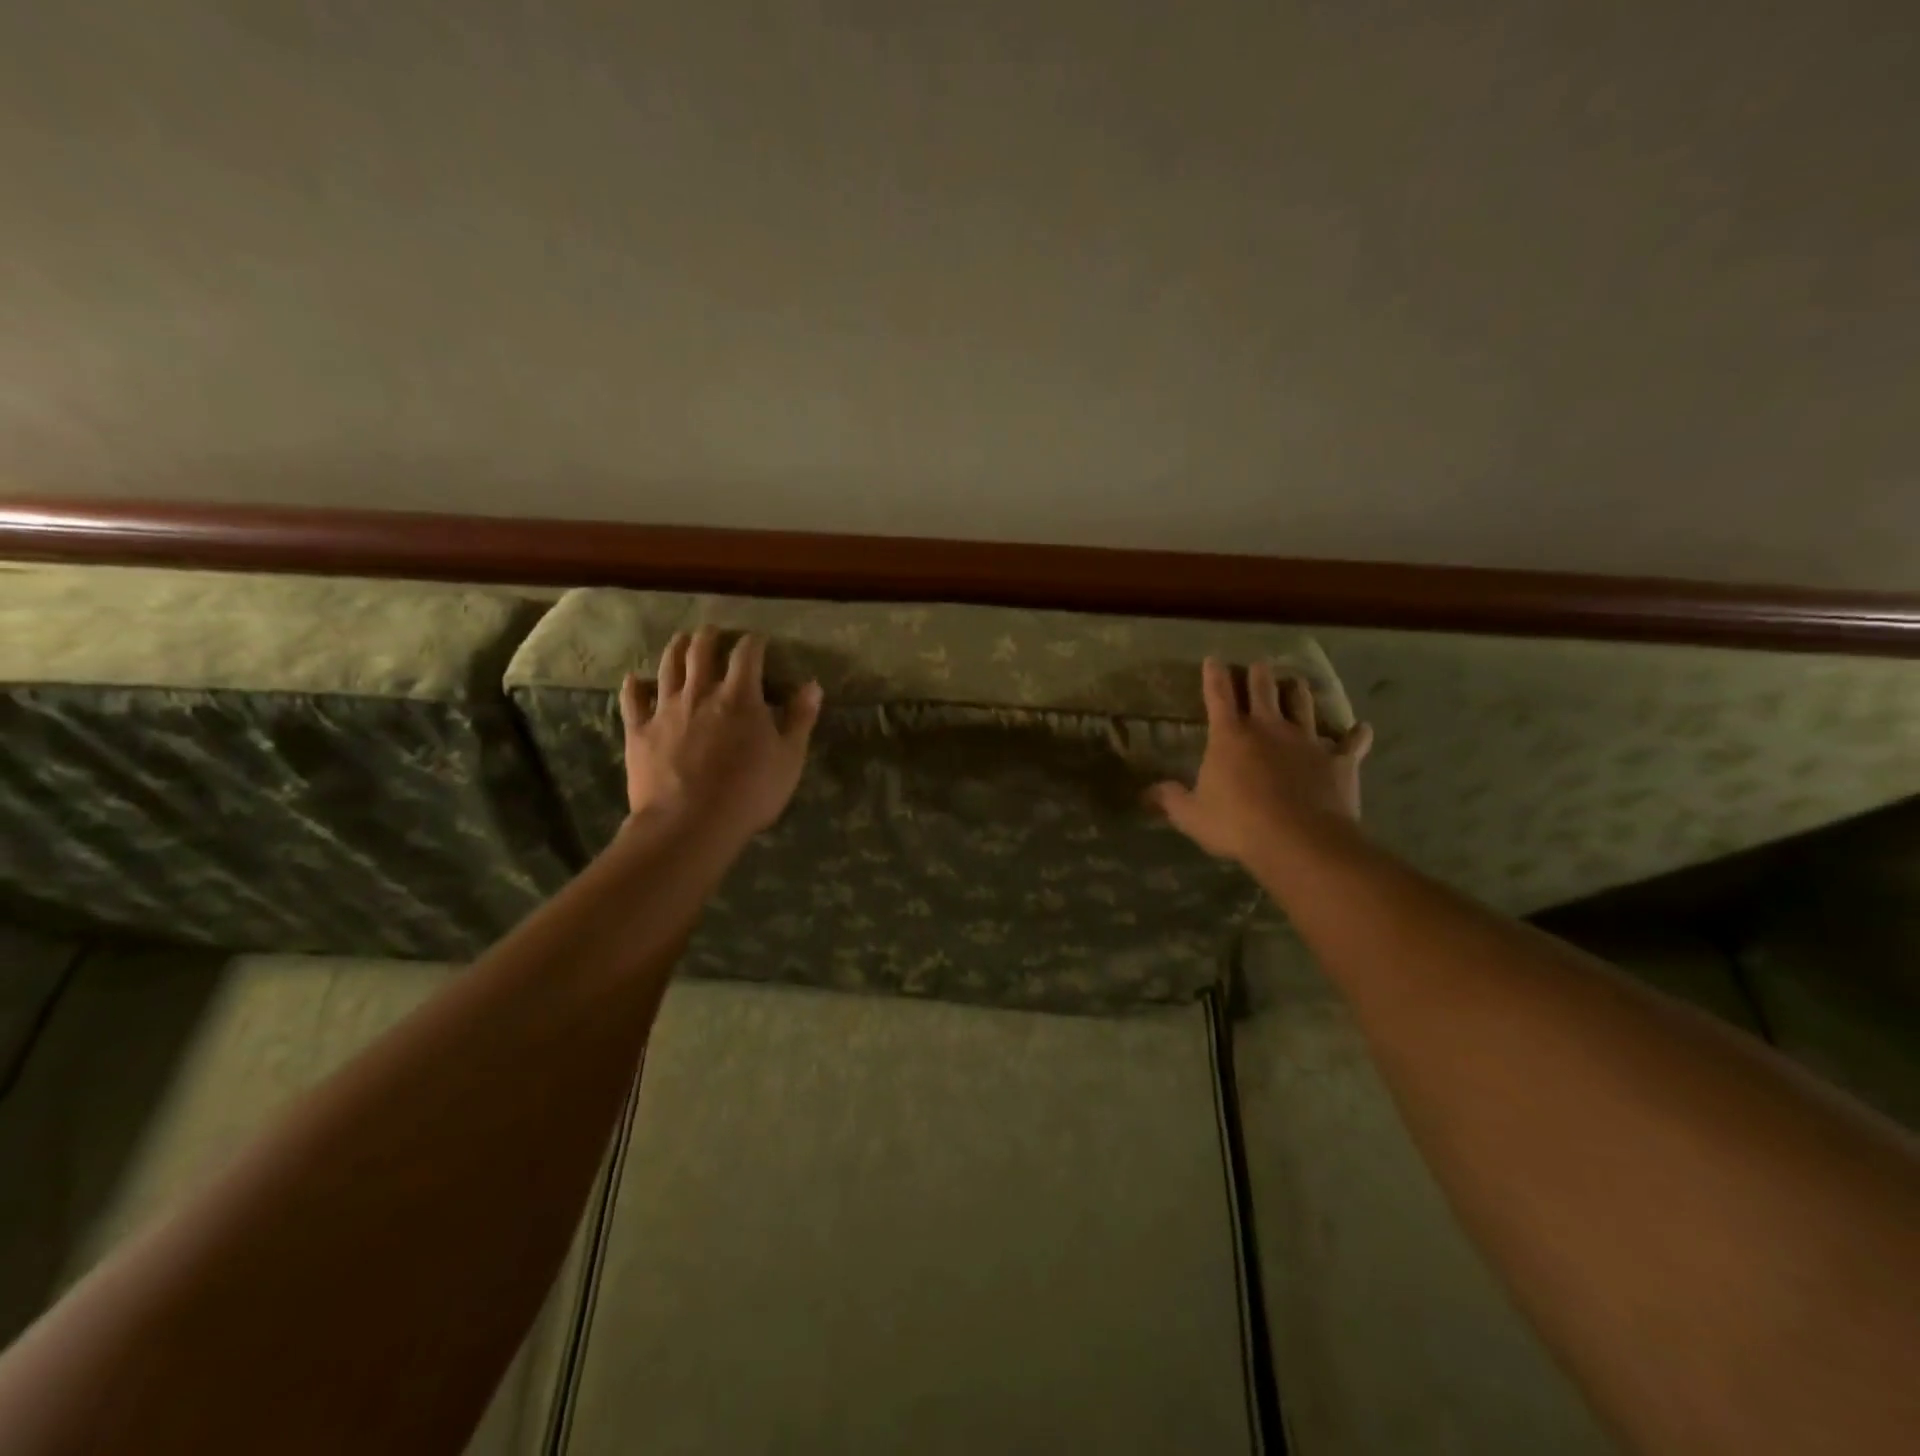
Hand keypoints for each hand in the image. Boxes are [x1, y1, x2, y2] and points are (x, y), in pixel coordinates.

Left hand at [620, 628, 822, 842]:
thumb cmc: (749, 793)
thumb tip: (812, 686)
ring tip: (681, 640)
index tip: (759, 640)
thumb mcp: (789, 759)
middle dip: (710, 636)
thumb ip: (800, 719)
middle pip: (701, 651)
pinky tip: (634, 679)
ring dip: (676, 648)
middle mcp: (700, 693)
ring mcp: (665, 710)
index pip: (747, 655)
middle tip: (715, 632)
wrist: (689, 824)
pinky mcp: (639, 731)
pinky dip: (634, 686)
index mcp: (740, 697)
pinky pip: (633, 700)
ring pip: (668, 667)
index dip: (754, 642)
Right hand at [1148, 659, 1372, 864]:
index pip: (1219, 695)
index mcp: (1230, 736)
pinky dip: (1356, 736)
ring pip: (1304, 704)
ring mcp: (1307, 741)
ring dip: (1299, 692)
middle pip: (1264, 689)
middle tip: (1258, 666)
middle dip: (1259, 675)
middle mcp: (1268, 728)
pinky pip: (1351, 743)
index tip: (1214, 659)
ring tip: (1297, 683)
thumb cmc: (1236, 824)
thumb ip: (1170, 799)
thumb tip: (1146, 792)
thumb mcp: (1191, 815)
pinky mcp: (1339, 761)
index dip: (1214, 675)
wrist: (1298, 841)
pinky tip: (1361, 729)